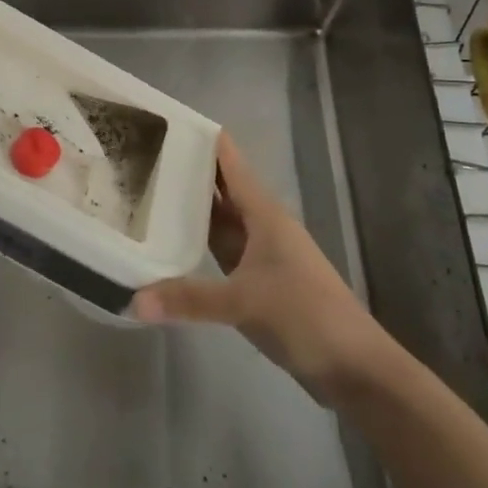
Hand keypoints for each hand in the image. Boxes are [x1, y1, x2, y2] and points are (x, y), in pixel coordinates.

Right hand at [130, 133, 393, 401]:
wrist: (354, 367)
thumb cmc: (305, 315)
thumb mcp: (244, 302)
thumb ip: (188, 299)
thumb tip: (132, 301)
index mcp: (263, 213)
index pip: (229, 161)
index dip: (202, 138)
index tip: (164, 120)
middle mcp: (260, 225)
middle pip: (219, 187)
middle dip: (186, 169)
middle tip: (139, 154)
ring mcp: (258, 253)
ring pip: (218, 219)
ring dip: (189, 205)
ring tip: (146, 188)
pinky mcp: (255, 281)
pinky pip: (219, 249)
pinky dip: (196, 242)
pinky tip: (169, 240)